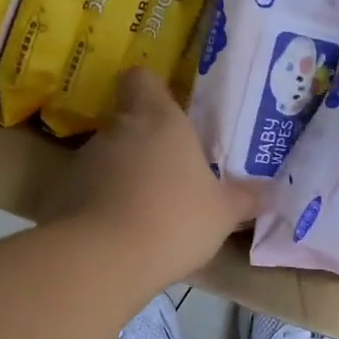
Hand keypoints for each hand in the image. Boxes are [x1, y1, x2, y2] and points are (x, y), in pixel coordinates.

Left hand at [40, 68, 262, 285]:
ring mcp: (85, 160)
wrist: (105, 259)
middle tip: (169, 171)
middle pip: (126, 120)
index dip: (151, 89)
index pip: (141, 79)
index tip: (167, 110)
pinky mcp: (62, 193)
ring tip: (144, 209)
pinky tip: (117, 232)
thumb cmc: (175, 219)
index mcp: (159, 120)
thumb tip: (276, 191)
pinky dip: (99, 202)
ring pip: (106, 156)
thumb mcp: (223, 213)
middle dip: (144, 142)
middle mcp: (118, 130)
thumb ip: (247, 198)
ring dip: (122, 174)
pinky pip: (87, 189)